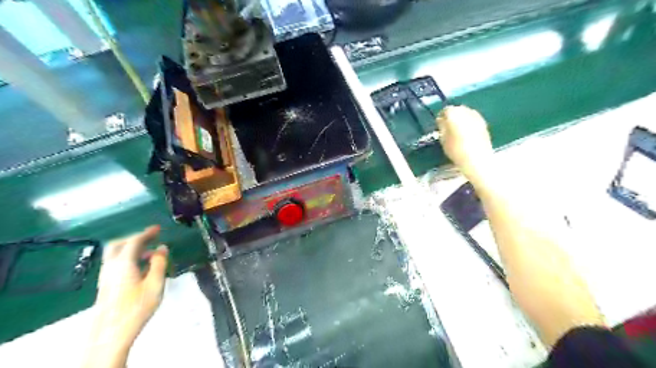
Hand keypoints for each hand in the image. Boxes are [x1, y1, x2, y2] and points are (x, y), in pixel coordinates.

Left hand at [88, 227, 165, 356]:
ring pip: (116, 254)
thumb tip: (162, 248)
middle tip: (151, 238)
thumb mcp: (155, 283)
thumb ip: (159, 263)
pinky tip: (140, 267)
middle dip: (135, 238)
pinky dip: (128, 258)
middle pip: (119, 245)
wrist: (111, 332)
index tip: (158, 228)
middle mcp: (111, 266)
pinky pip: (116, 263)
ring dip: (131, 248)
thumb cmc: (137, 306)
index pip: (134, 241)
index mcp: (123, 263)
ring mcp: (106, 276)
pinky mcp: (106, 284)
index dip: (147, 233)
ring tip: (149, 253)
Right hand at [438, 105, 494, 178]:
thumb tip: (442, 120)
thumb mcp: (443, 139)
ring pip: (467, 113)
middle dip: (453, 116)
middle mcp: (467, 111)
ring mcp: (477, 117)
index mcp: (454, 114)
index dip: (441, 117)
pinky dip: (469, 123)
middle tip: (448, 126)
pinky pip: (473, 120)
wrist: (477, 159)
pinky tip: (467, 133)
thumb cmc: (456, 150)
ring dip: (461, 119)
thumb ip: (442, 127)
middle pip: (458, 109)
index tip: (439, 125)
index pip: (446, 110)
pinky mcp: (484, 124)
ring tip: (457, 130)